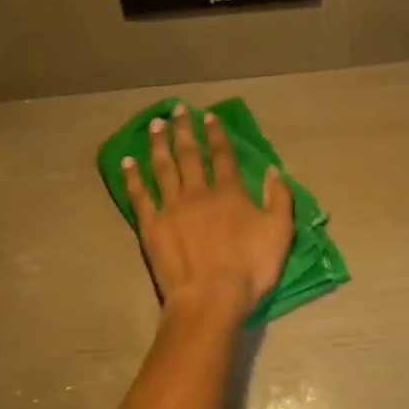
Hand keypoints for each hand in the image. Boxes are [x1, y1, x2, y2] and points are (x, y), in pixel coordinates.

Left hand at [122, 104, 293, 316]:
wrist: (210, 297)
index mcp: (230, 193)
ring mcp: (171, 208)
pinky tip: (128, 162)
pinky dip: (133, 177)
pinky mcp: (150, 226)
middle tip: (177, 110)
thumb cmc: (250, 268)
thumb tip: (273, 171)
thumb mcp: (280, 232)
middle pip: (190, 155)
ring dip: (159, 144)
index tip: (208, 117)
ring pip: (163, 168)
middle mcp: (198, 192)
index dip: (216, 135)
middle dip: (184, 130)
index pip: (223, 156)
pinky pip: (139, 196)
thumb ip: (278, 198)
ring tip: (155, 125)